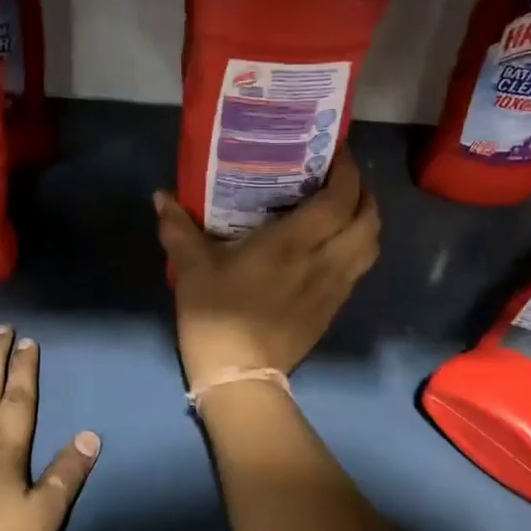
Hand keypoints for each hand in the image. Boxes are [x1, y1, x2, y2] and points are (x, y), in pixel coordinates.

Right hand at [155, 146, 380, 386]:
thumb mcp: (191, 267)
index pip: (339, 200)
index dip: (348, 172)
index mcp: (293, 244)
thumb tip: (160, 195)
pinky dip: (357, 248)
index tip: (338, 153)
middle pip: (368, 221)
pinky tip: (335, 247)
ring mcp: (334, 288)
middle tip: (343, 179)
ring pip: (370, 247)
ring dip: (366, 222)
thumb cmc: (216, 315)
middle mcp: (324, 262)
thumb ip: (178, 227)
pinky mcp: (333, 310)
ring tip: (346, 209)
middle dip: (364, 194)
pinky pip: (358, 270)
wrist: (239, 377)